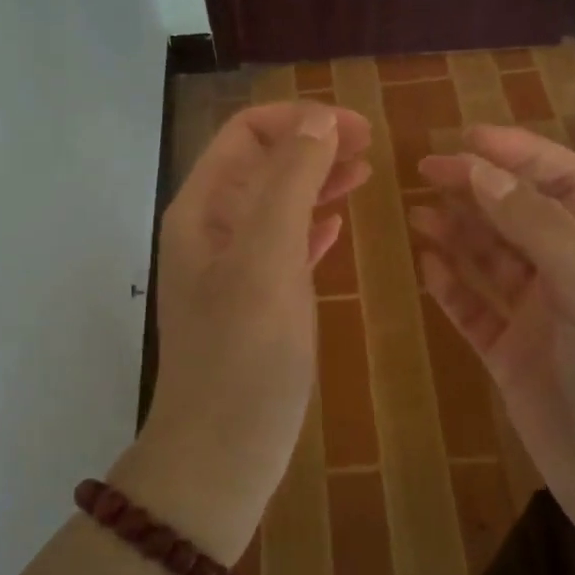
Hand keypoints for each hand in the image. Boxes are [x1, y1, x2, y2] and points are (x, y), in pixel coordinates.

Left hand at [120, 101, 372, 560]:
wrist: (221, 454)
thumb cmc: (244, 354)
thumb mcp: (267, 258)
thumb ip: (289, 182)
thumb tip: (319, 120)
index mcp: (203, 209)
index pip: (246, 133)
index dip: (301, 120)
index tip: (359, 129)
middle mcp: (211, 230)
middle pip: (263, 163)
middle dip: (314, 145)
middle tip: (372, 148)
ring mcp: (232, 268)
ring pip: (276, 203)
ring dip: (317, 181)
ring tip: (364, 174)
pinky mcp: (255, 302)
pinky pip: (284, 246)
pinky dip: (312, 225)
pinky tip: (338, 224)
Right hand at [410, 126, 574, 541]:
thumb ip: (539, 229)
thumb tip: (480, 172)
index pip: (563, 183)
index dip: (517, 154)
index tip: (464, 139)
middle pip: (519, 216)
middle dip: (477, 189)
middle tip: (424, 171)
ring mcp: (542, 318)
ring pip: (491, 261)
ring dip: (458, 233)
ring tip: (417, 213)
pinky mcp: (511, 357)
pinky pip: (475, 310)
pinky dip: (451, 287)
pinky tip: (427, 265)